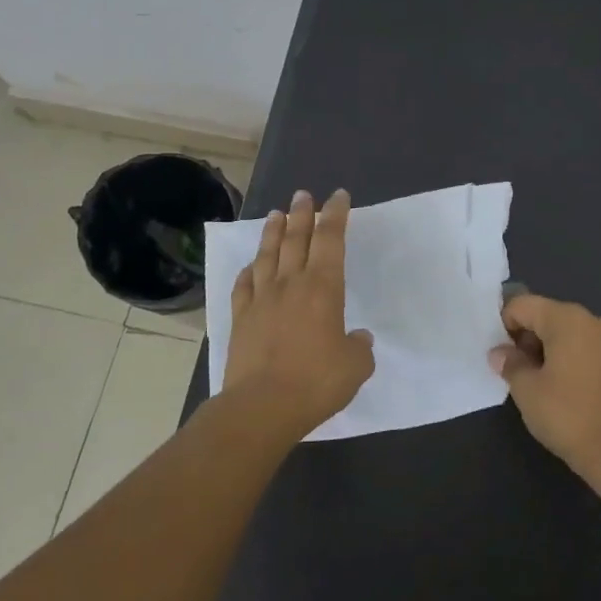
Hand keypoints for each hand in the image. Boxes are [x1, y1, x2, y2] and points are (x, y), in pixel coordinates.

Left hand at [223, 189, 374, 439]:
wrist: (262, 406)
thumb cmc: (316, 382)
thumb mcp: (355, 367)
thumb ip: (359, 347)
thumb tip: (357, 338)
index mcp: (323, 288)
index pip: (331, 240)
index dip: (336, 215)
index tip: (338, 197)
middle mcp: (291, 284)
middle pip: (296, 239)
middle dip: (303, 214)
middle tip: (304, 195)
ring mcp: (261, 300)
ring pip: (267, 255)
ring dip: (273, 232)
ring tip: (277, 214)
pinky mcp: (241, 319)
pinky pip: (244, 285)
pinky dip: (248, 271)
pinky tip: (251, 266)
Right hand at [490, 294, 600, 493]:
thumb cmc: (568, 415)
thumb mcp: (527, 390)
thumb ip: (510, 364)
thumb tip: (500, 353)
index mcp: (567, 319)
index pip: (524, 305)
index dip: (504, 325)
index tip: (500, 354)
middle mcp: (594, 321)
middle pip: (549, 316)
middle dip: (528, 338)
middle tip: (516, 370)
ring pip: (571, 334)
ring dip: (551, 350)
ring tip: (540, 382)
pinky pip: (590, 350)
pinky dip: (573, 360)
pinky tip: (567, 389)